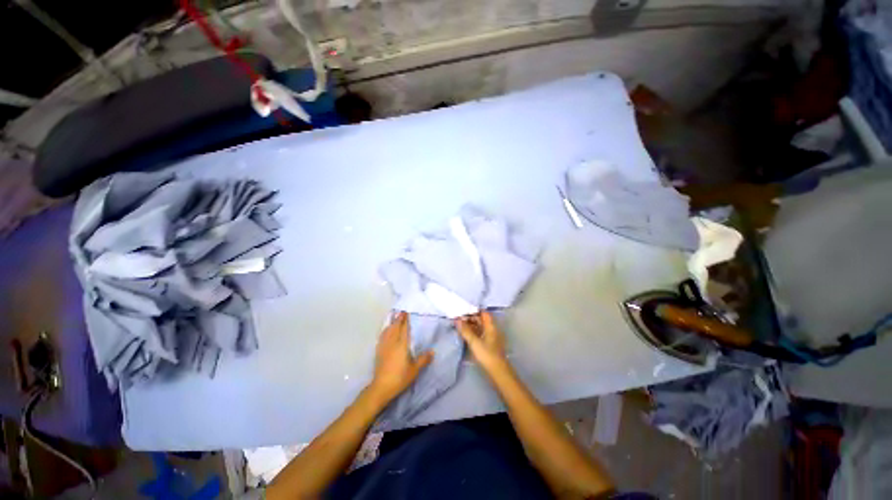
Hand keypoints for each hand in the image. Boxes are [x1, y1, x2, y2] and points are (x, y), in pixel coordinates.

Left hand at [369, 312, 432, 403]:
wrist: (381, 387)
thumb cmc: (400, 378)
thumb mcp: (415, 370)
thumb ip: (423, 359)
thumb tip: (432, 351)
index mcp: (402, 345)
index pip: (404, 329)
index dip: (406, 320)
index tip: (407, 313)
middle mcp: (392, 342)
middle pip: (395, 327)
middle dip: (399, 319)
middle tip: (402, 312)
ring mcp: (384, 346)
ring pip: (388, 331)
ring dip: (392, 323)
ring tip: (394, 318)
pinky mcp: (378, 351)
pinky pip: (382, 336)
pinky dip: (385, 330)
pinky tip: (386, 330)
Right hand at [455, 312, 508, 374]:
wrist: (497, 373)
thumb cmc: (487, 355)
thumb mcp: (474, 342)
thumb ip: (465, 330)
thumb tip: (457, 319)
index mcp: (491, 326)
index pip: (483, 313)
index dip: (473, 310)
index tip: (462, 309)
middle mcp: (491, 330)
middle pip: (480, 320)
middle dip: (469, 318)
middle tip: (457, 318)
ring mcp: (489, 338)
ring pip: (479, 327)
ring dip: (469, 326)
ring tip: (458, 325)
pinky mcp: (487, 345)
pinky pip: (478, 334)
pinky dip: (471, 333)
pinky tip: (463, 334)